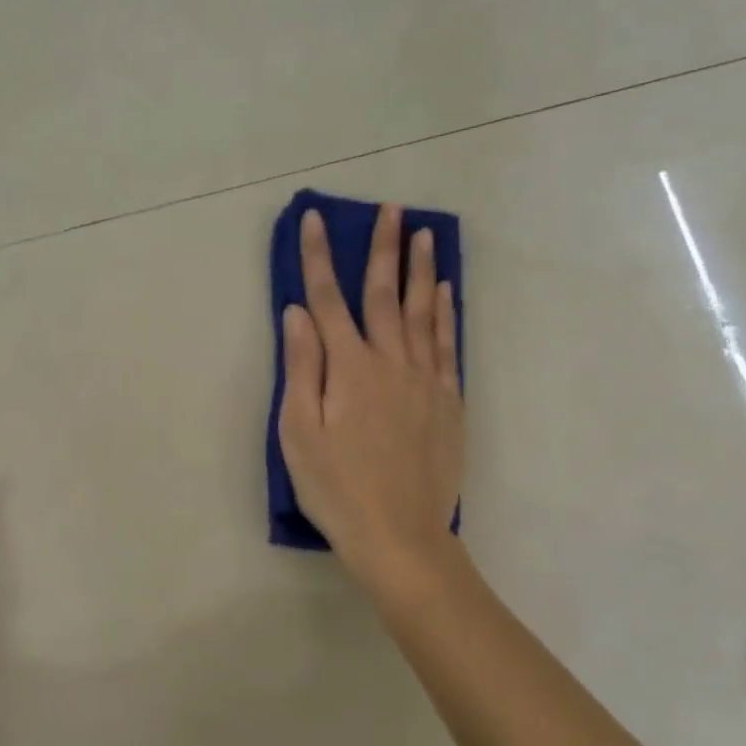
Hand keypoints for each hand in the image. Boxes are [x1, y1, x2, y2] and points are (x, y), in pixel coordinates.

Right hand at [279, 204, 463, 591]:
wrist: (400, 536)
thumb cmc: (336, 487)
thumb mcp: (299, 432)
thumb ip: (301, 367)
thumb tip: (297, 313)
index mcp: (349, 368)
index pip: (328, 300)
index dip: (318, 258)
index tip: (314, 219)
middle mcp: (390, 362)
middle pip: (385, 294)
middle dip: (382, 248)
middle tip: (390, 208)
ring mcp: (425, 380)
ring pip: (423, 312)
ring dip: (420, 269)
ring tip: (423, 233)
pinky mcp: (448, 402)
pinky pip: (448, 344)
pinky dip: (446, 312)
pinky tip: (444, 291)